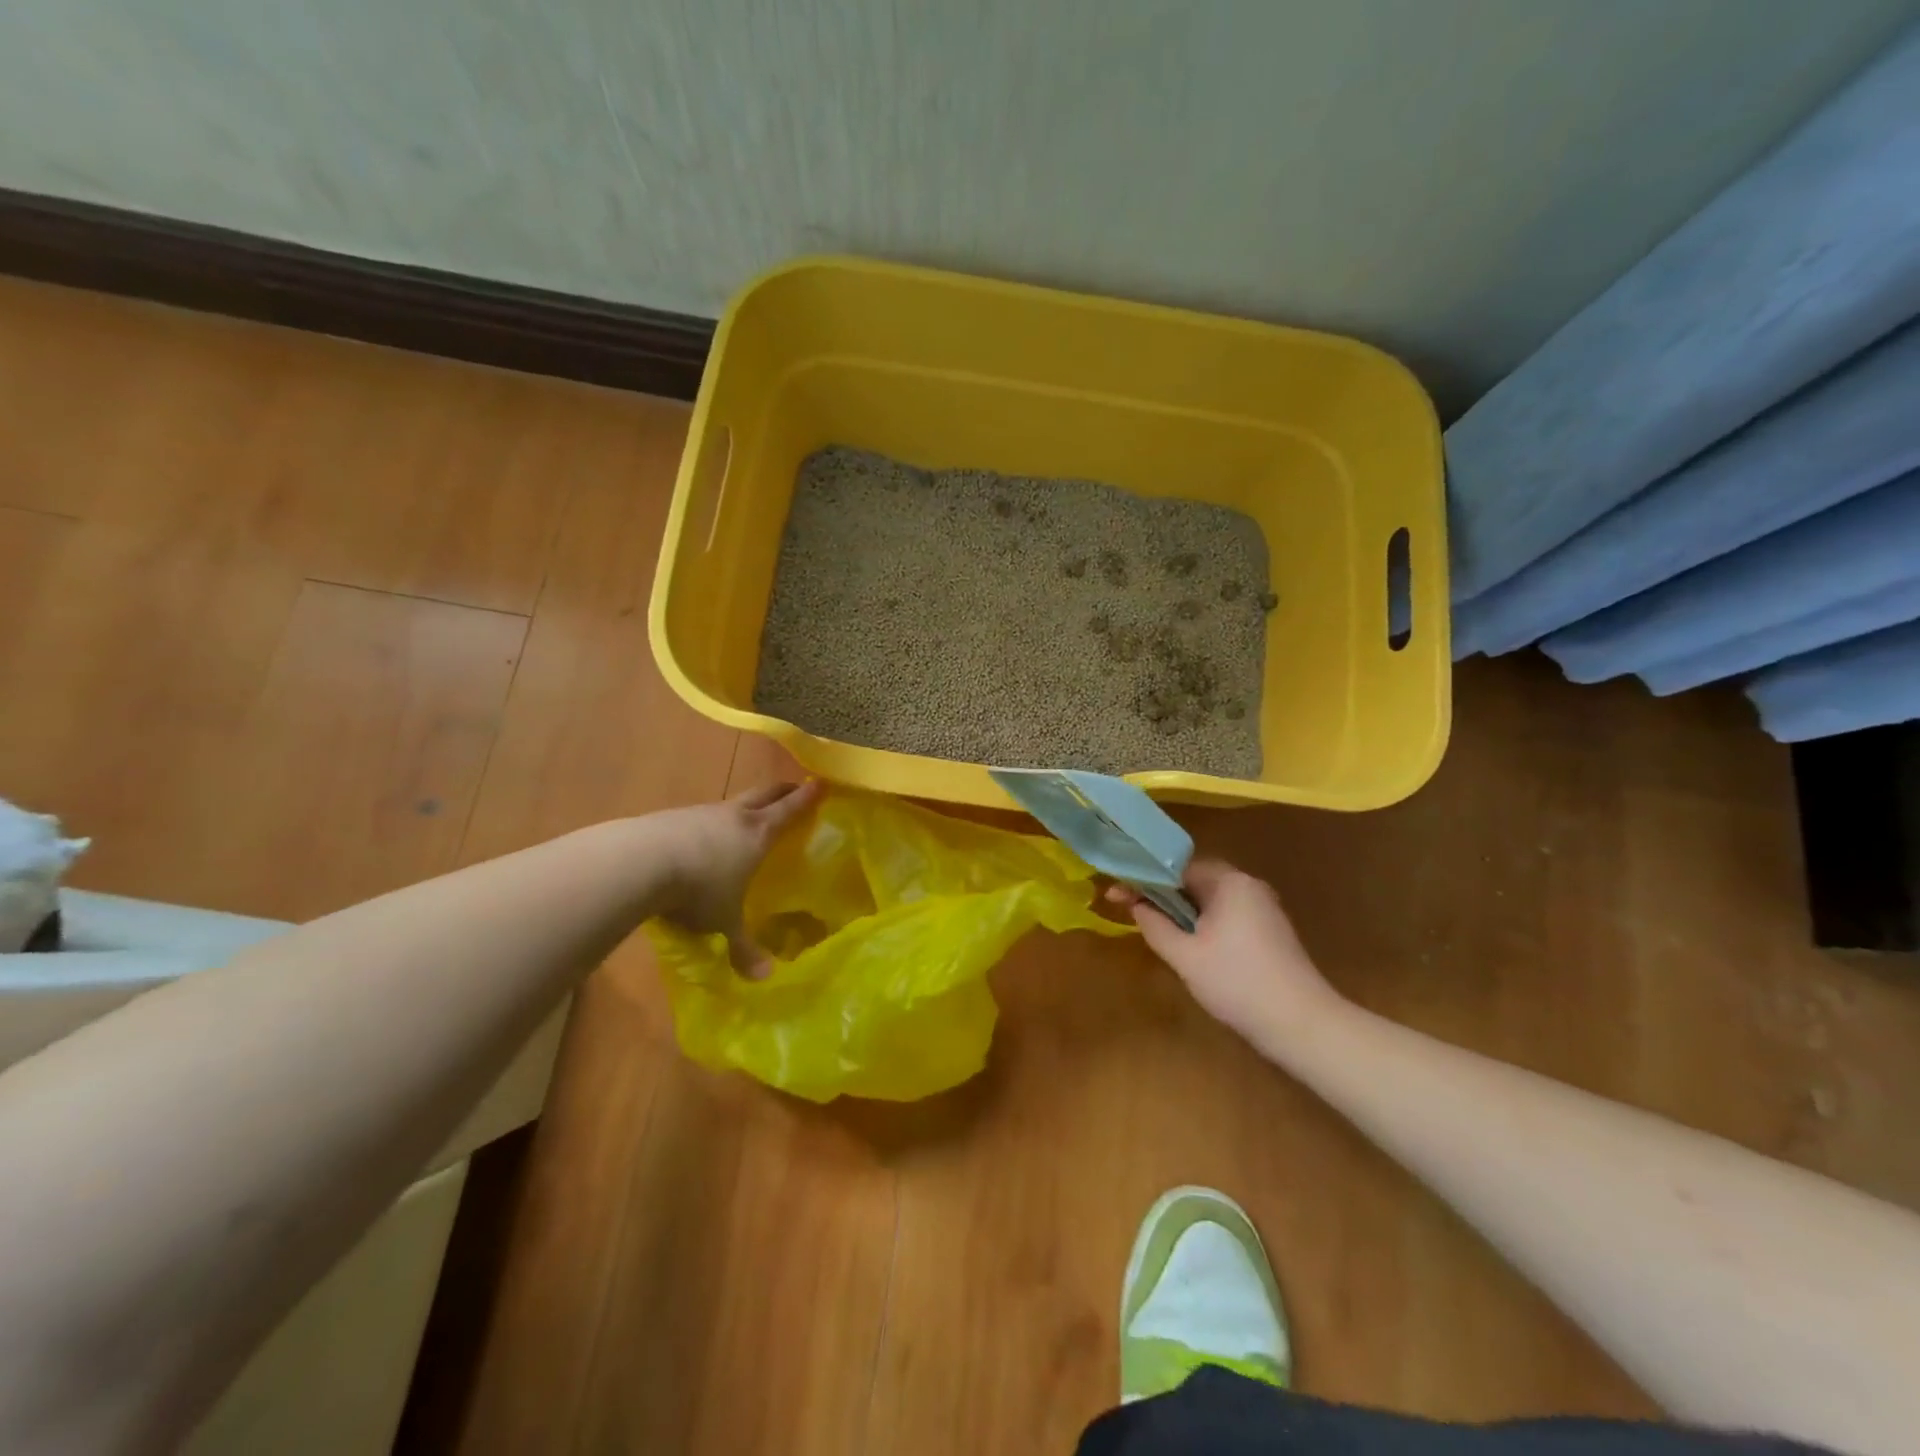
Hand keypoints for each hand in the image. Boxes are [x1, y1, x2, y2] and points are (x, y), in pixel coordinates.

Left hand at [650, 781, 818, 977]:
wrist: (639, 862)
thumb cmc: (698, 889)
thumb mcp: (723, 922)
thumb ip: (743, 947)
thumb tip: (763, 978)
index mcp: (758, 833)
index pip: (790, 810)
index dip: (807, 798)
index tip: (821, 784)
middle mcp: (734, 816)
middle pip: (764, 793)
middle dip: (781, 791)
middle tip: (794, 790)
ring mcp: (701, 812)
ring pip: (731, 804)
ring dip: (743, 808)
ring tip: (746, 821)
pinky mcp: (671, 818)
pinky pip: (699, 817)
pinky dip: (709, 824)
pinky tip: (700, 842)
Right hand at [1107, 860, 1338, 1047]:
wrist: (1301, 1024)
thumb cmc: (1236, 983)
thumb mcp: (1184, 955)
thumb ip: (1154, 924)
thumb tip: (1135, 904)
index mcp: (1229, 882)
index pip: (1176, 867)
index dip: (1143, 879)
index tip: (1116, 893)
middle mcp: (1248, 885)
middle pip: (1194, 879)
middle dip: (1161, 893)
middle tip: (1131, 910)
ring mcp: (1263, 907)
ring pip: (1210, 898)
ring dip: (1181, 909)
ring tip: (1154, 927)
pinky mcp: (1270, 929)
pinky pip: (1226, 913)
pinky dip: (1203, 921)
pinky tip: (1189, 943)